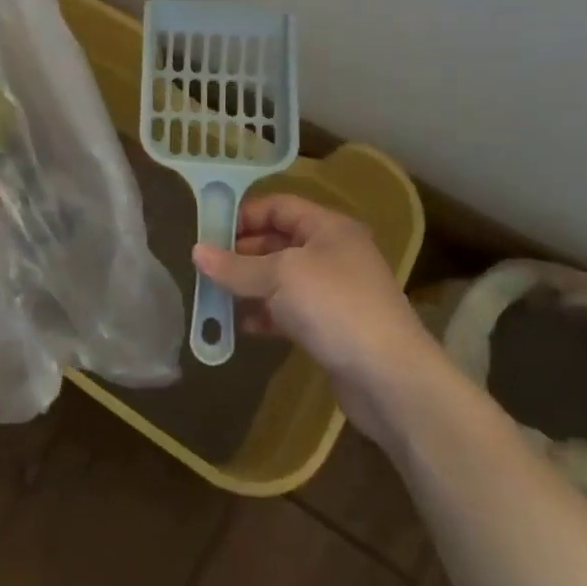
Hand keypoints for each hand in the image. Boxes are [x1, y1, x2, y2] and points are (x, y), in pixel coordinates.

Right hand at [193, 193, 447, 442]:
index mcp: (329, 228)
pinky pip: (290, 311)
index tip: (209, 231)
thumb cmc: (335, 307)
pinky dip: (266, 314)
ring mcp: (335, 292)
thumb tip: (196, 252)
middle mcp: (334, 253)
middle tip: (206, 265)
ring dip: (250, 285)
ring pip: (282, 279)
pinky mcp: (332, 328)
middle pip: (278, 242)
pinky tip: (242, 326)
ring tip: (215, 295)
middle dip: (242, 253)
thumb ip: (236, 266)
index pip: (279, 206)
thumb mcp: (279, 277)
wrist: (391, 379)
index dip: (245, 215)